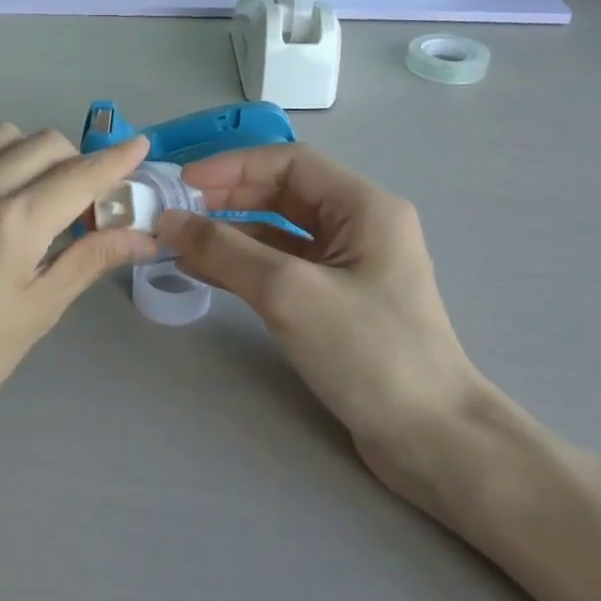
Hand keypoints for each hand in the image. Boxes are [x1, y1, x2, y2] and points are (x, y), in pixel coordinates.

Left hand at [0, 124, 157, 446]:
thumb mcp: (37, 314)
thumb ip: (88, 261)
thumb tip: (144, 237)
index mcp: (12, 223)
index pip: (79, 174)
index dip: (116, 160)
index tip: (140, 146)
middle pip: (41, 143)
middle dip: (75, 162)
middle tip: (84, 204)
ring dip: (30, 155)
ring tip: (36, 200)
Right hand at [156, 146, 491, 512]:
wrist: (431, 437)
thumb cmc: (368, 351)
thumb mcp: (289, 292)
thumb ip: (225, 250)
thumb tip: (169, 220)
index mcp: (363, 207)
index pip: (290, 163)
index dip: (233, 167)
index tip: (183, 184)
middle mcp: (359, 226)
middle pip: (282, 194)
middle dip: (226, 199)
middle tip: (175, 213)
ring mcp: (349, 266)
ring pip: (278, 232)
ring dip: (229, 233)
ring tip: (179, 242)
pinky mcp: (337, 302)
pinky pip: (282, 267)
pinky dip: (243, 265)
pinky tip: (204, 272)